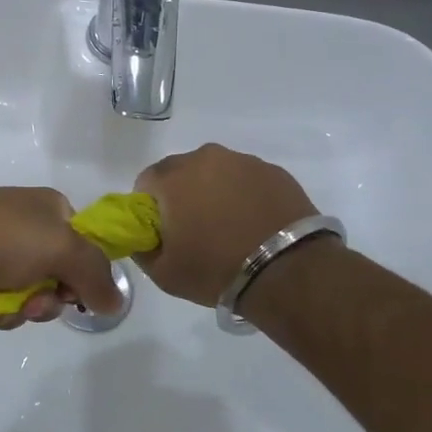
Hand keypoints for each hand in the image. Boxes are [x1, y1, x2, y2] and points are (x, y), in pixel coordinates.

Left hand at [0, 182, 123, 328]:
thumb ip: (95, 275)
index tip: (70, 293)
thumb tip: (115, 302)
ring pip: (24, 298)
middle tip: (29, 303)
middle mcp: (28, 228)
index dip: (82, 278)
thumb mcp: (61, 248)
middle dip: (43, 301)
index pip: (87, 250)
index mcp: (52, 211)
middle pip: (56, 281)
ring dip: (14, 310)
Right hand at [133, 145, 316, 306]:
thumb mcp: (164, 273)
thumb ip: (142, 249)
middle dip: (182, 196)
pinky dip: (246, 196)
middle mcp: (205, 158)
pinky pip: (247, 180)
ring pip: (217, 173)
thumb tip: (142, 237)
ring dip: (216, 193)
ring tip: (231, 230)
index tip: (163, 232)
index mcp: (172, 177)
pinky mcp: (274, 172)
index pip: (146, 183)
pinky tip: (256, 225)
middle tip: (196, 232)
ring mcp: (243, 161)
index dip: (149, 208)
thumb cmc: (217, 269)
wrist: (289, 271)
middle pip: (182, 173)